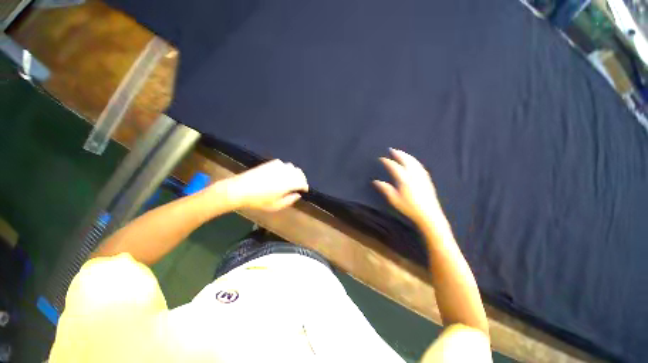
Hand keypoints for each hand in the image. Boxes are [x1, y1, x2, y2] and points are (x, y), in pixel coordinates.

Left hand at [224, 159, 308, 210]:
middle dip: (302, 179)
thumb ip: (289, 200)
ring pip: (292, 167)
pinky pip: (284, 164)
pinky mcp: (271, 163)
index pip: (302, 183)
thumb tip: (298, 195)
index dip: (305, 187)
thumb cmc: (258, 200)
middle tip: (300, 185)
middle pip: (299, 173)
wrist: (240, 189)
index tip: (305, 191)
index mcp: (288, 183)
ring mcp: (278, 166)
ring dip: (295, 173)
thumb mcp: (275, 206)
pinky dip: (287, 168)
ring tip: (292, 179)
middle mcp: (285, 172)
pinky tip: (283, 173)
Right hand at [374, 148, 443, 226]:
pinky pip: (420, 166)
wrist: (429, 214)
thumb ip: (385, 189)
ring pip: (414, 161)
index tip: (381, 158)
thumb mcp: (394, 199)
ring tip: (401, 153)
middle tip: (392, 149)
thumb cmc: (409, 208)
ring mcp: (421, 176)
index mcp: (404, 179)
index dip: (387, 161)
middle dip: (398, 154)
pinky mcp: (427, 179)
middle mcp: (413, 175)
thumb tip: (375, 181)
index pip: (394, 166)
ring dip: (406, 155)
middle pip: (406, 160)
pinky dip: (414, 161)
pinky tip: (413, 162)